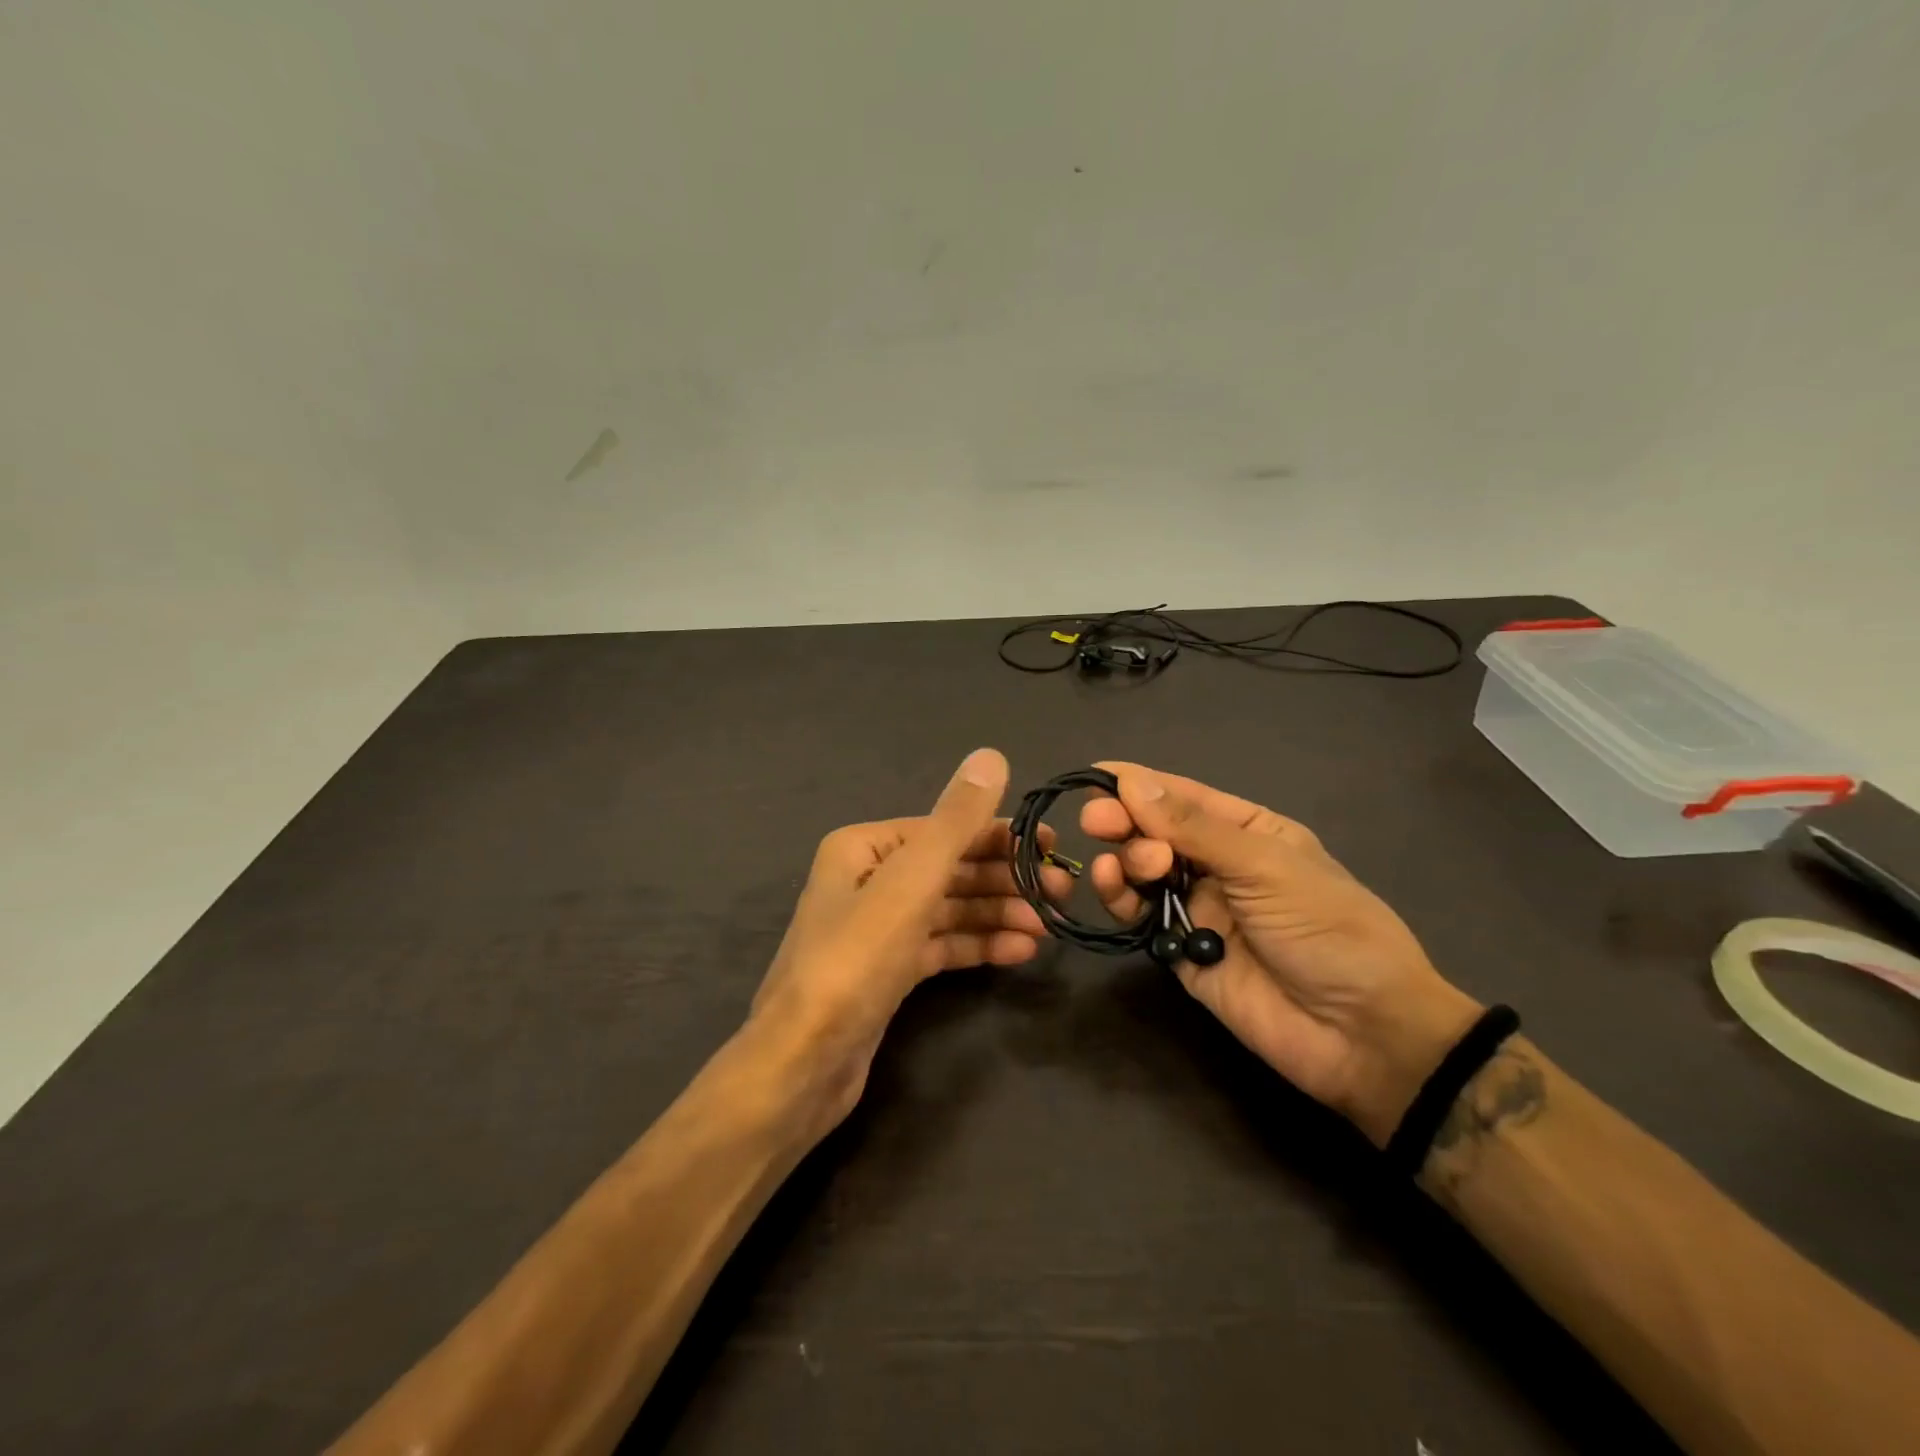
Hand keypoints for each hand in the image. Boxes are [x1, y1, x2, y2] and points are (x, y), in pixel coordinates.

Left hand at [750, 747, 1069, 1130]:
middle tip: (1060, 892)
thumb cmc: (856, 960)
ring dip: (998, 913)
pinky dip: (979, 945)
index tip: (1052, 848)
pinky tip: (1020, 952)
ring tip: (1047, 926)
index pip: (946, 829)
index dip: (1001, 835)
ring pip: (950, 909)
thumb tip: (991, 755)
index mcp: (865, 847)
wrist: (804, 1063)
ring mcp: (879, 928)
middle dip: (1005, 878)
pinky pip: (942, 945)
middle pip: (951, 869)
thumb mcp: (911, 882)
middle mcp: (870, 879)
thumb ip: (955, 820)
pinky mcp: (888, 970)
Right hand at [1080, 762, 1480, 1144]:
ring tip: (1124, 867)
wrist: (1362, 1034)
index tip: (1093, 774)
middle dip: (1125, 821)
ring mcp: (1198, 909)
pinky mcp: (1181, 952)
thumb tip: (1132, 782)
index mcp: (1249, 832)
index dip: (1139, 784)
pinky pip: (1140, 917)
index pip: (1184, 797)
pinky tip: (1114, 888)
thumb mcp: (1266, 866)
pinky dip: (1121, 900)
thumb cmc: (1327, 929)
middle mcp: (1218, 865)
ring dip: (1124, 860)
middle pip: (1156, 832)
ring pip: (1142, 872)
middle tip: (1097, 821)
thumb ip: (1194, 828)